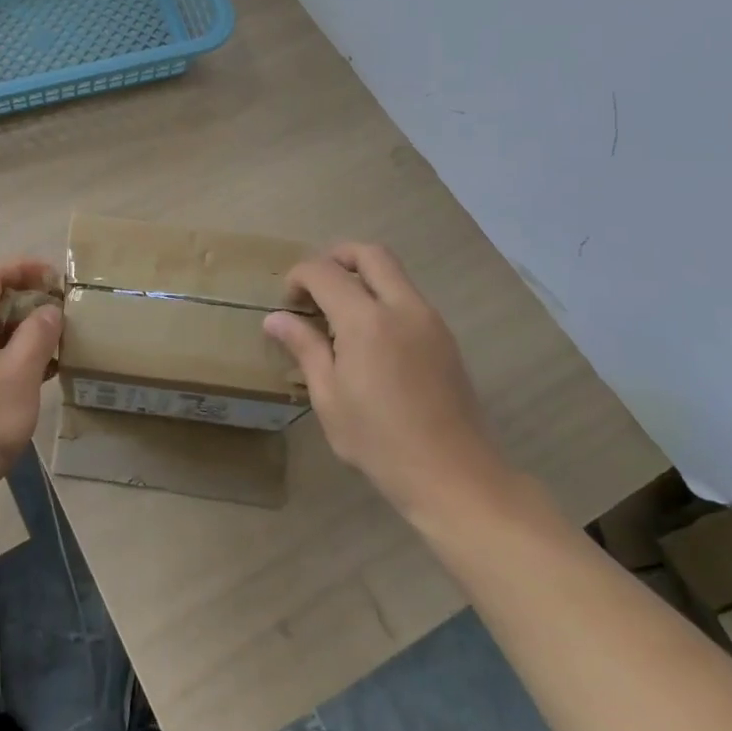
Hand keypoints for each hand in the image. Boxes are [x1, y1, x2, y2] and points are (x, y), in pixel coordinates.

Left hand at [0, 258, 62, 521]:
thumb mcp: (20, 375)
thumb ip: (38, 334)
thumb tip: (48, 310)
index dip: (24, 267)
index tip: (56, 278)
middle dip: (24, 302)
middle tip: (59, 316)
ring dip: (16, 333)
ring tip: (52, 349)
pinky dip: (3, 356)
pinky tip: (30, 378)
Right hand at [264, 242, 514, 527]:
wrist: (456, 477)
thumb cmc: (381, 442)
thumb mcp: (330, 398)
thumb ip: (305, 348)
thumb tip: (275, 319)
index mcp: (367, 321)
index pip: (324, 272)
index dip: (299, 277)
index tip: (288, 302)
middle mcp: (402, 307)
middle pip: (369, 254)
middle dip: (335, 257)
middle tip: (315, 287)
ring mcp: (430, 320)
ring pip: (393, 272)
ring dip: (361, 276)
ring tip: (338, 314)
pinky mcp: (444, 337)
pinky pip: (408, 297)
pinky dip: (382, 296)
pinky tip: (368, 337)